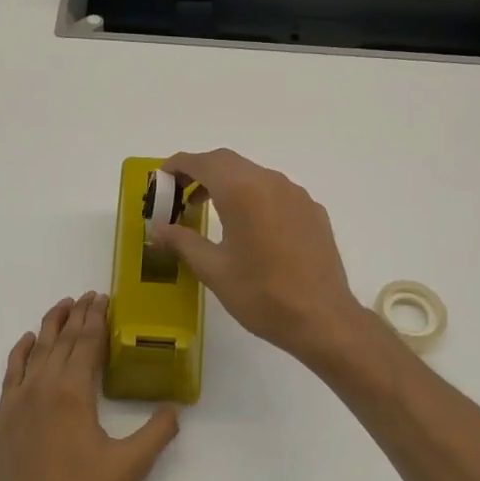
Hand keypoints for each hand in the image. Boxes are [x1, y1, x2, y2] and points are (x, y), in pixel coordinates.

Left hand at [0, 292, 180, 480]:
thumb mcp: (128, 469)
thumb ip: (156, 434)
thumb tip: (175, 408)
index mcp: (73, 392)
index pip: (87, 343)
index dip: (97, 318)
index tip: (105, 298)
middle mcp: (44, 386)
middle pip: (64, 340)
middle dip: (79, 315)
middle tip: (90, 295)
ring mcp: (19, 399)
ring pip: (37, 350)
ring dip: (51, 325)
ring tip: (63, 304)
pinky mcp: (3, 416)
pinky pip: (11, 371)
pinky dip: (20, 351)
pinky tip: (27, 340)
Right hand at [150, 149, 371, 368]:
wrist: (322, 318)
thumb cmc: (261, 294)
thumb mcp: (213, 269)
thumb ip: (182, 242)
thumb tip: (157, 229)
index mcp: (242, 190)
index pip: (203, 162)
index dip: (178, 165)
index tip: (161, 178)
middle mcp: (270, 181)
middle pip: (228, 162)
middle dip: (200, 172)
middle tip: (180, 196)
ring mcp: (296, 194)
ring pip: (254, 175)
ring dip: (228, 183)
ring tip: (209, 211)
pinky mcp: (313, 211)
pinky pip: (276, 192)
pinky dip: (254, 197)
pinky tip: (250, 227)